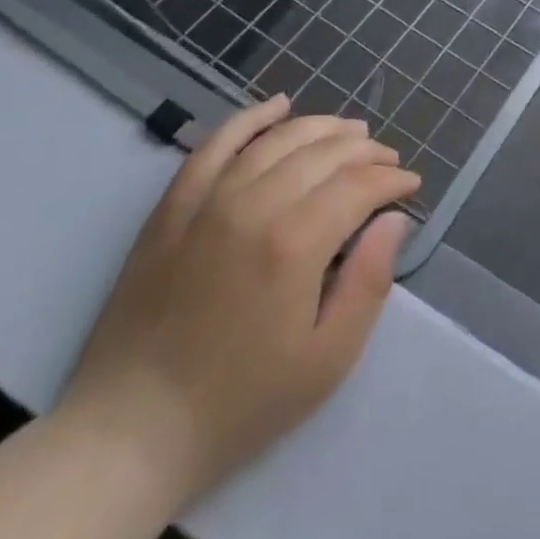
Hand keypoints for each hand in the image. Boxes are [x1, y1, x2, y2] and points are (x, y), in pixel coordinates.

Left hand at [55, 97, 419, 506]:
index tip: (410, 185)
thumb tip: (393, 221)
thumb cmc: (240, 404)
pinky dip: (250, 118)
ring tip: (351, 132)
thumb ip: (369, 282)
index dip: (392, 179)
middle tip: (387, 161)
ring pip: (278, 139)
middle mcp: (254, 206)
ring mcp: (207, 202)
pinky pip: (215, 145)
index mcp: (295, 243)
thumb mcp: (327, 360)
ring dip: (322, 127)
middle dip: (366, 151)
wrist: (129, 433)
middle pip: (324, 154)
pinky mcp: (172, 209)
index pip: (359, 186)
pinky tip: (278, 104)